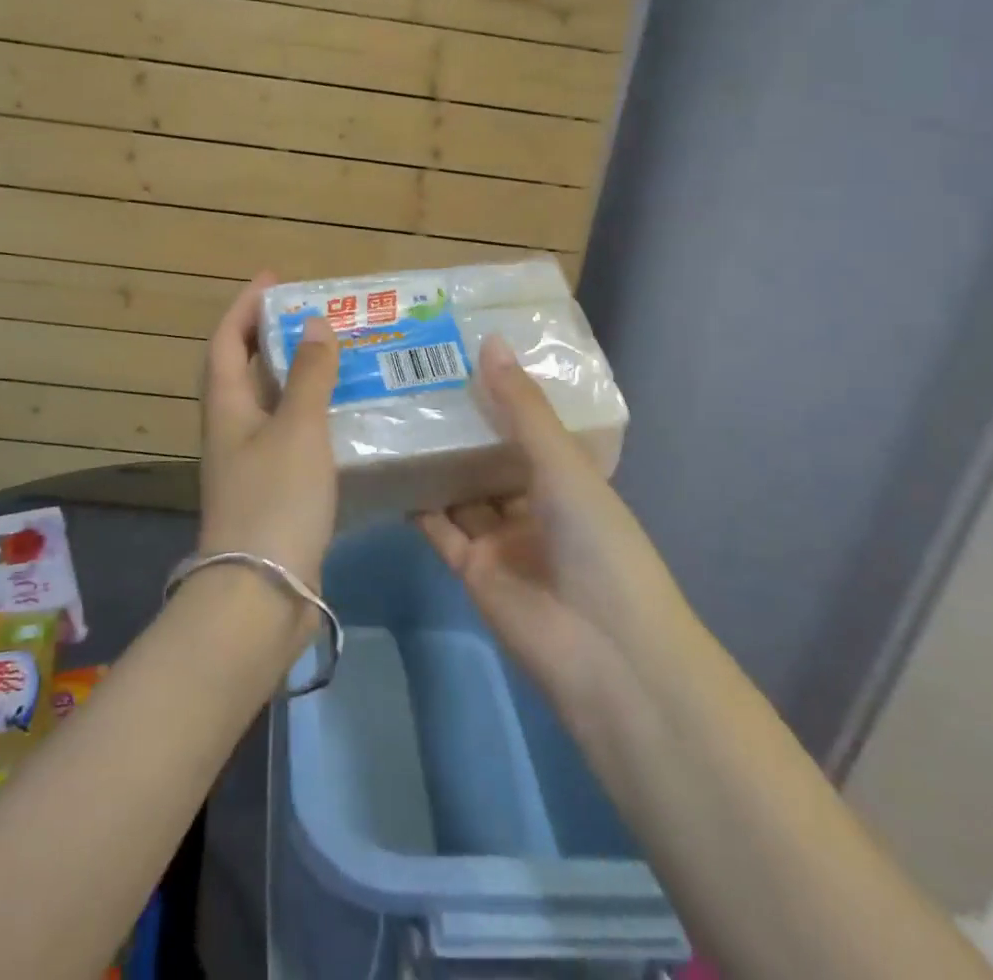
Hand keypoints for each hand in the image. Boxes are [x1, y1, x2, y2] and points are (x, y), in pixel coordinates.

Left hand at [198, 275, 340, 585]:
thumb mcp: (297, 428)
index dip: (245, 306)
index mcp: (226, 406)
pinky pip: (289, 435)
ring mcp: (249, 462)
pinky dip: (310, 414)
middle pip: (245, 369)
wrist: (261, 593)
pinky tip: (343, 415)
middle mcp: (231, 429)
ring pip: (270, 403)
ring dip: (295, 375)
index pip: (226, 341)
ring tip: (336, 355)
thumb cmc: (275, 499)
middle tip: (315, 316)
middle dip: (273, 336)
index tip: (275, 280)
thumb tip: (314, 323)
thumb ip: (308, 375)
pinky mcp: (271, 490)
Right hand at [418, 335, 667, 707]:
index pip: (527, 424)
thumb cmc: (597, 542)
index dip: (498, 392)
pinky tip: (389, 470)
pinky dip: (418, 504)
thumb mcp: (563, 465)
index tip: (460, 354)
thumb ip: (522, 408)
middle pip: (488, 457)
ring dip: (434, 461)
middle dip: (459, 425)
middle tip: (412, 380)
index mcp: (566, 476)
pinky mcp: (472, 569)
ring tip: (393, 415)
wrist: (603, 650)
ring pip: (461, 490)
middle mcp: (533, 503)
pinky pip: (440, 528)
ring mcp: (501, 538)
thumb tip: (489, 342)